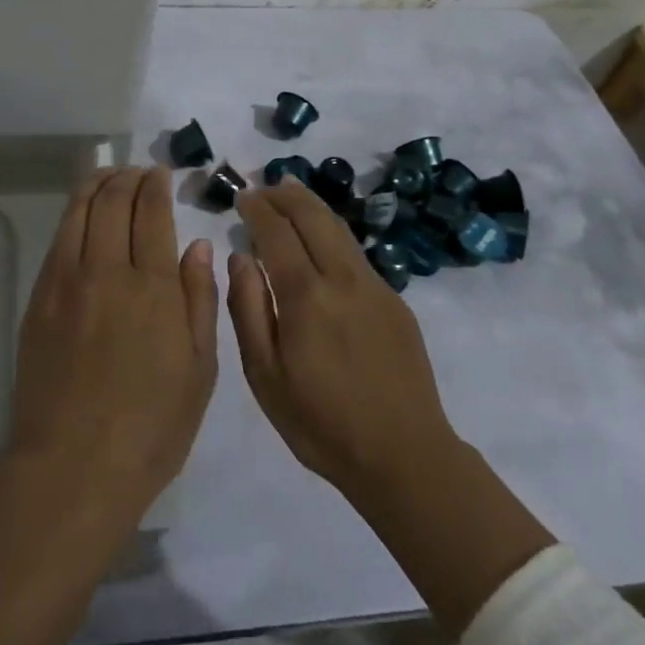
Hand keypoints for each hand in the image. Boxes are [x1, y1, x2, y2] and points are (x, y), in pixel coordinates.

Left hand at [9, 167, 217, 524]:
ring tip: (109, 176)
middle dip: (128, 178)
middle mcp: (108, 270)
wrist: (74, 467)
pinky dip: (73, 213)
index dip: (156, 186)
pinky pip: (58, 238)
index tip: (161, 174)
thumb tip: (197, 244)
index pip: (152, 213)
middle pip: (114, 201)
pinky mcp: (40, 298)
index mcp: (154, 287)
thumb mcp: (199, 370)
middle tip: (138, 172)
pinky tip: (83, 213)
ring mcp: (67, 281)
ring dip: (97, 184)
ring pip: (80, 211)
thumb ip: (200, 300)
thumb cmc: (151, 428)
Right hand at [227, 178, 455, 498]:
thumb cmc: (321, 423)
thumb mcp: (265, 376)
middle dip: (285, 194)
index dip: (257, 209)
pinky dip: (331, 233)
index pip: (277, 233)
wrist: (404, 456)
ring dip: (311, 206)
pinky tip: (320, 244)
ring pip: (339, 228)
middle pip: (313, 216)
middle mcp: (343, 279)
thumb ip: (248, 309)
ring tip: (289, 196)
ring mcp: (376, 287)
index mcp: (306, 296)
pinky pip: (355, 253)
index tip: (242, 196)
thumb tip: (240, 257)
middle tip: (263, 188)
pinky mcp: (395, 301)